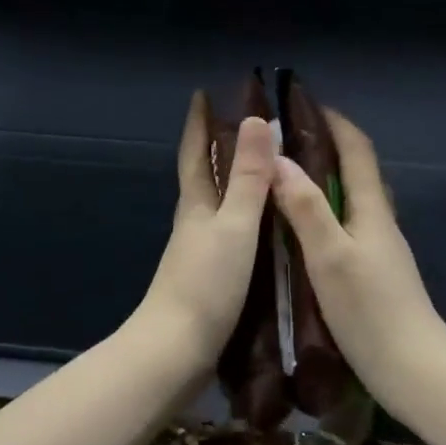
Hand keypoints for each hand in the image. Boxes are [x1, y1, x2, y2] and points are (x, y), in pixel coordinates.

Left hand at [134, 92, 276, 372]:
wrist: (176, 350)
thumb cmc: (206, 284)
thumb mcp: (234, 227)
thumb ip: (247, 179)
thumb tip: (256, 121)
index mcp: (196, 206)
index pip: (196, 154)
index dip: (199, 123)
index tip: (203, 93)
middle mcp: (195, 225)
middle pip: (206, 178)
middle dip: (220, 149)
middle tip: (251, 127)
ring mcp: (201, 254)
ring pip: (220, 208)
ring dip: (237, 186)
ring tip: (268, 172)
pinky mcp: (211, 280)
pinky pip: (233, 237)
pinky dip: (248, 221)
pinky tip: (268, 230)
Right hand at [271, 110, 445, 412]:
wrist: (411, 367)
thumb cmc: (370, 310)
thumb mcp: (330, 256)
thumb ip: (306, 208)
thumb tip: (281, 160)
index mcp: (372, 211)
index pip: (358, 150)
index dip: (334, 122)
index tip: (303, 104)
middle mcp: (380, 223)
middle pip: (357, 172)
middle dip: (327, 147)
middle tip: (285, 141)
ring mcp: (380, 250)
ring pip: (352, 201)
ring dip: (326, 182)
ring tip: (286, 179)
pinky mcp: (374, 274)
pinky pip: (348, 227)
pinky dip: (326, 213)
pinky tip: (303, 230)